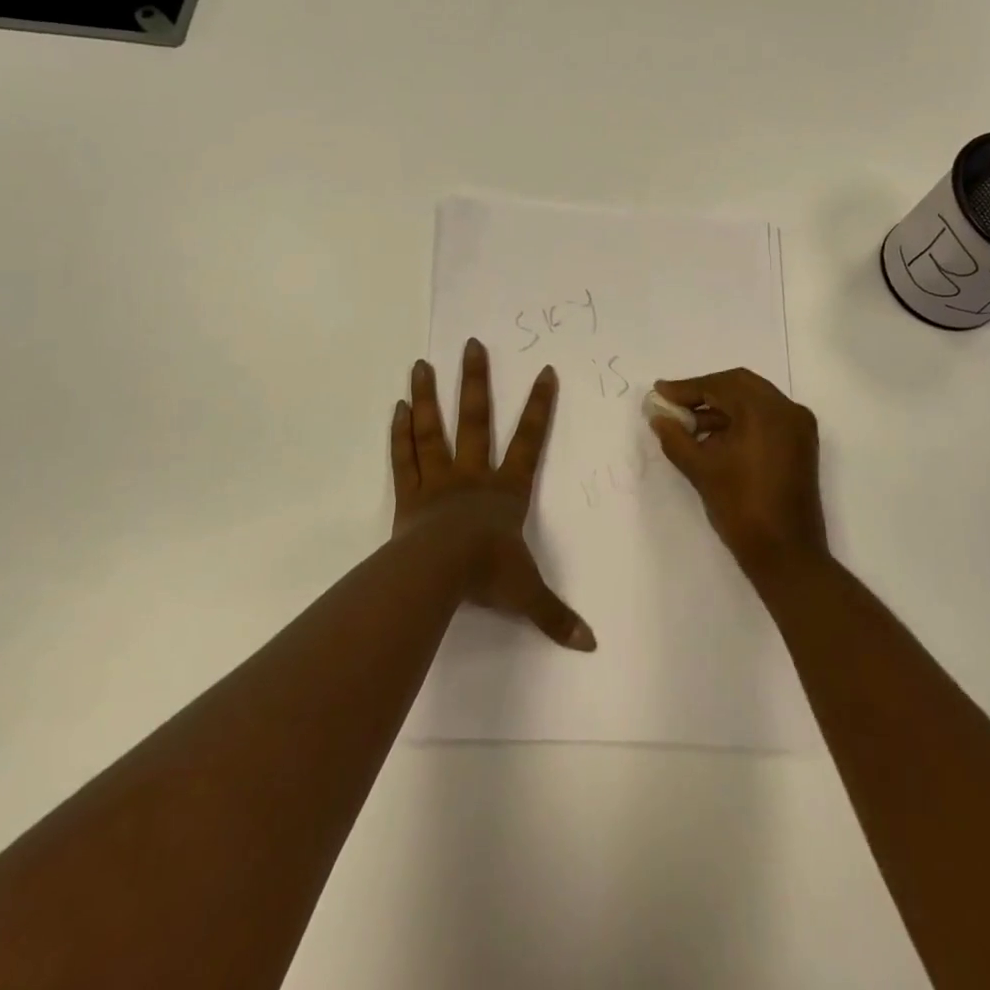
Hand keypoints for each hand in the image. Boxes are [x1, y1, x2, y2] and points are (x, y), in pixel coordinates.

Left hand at [391, 339, 595, 650]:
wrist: (439, 574)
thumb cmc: (487, 574)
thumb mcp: (527, 594)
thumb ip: (556, 615)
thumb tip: (591, 645)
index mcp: (505, 491)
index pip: (529, 441)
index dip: (540, 407)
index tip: (545, 372)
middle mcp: (473, 475)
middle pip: (476, 419)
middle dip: (476, 381)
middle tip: (471, 344)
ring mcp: (438, 480)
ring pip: (433, 429)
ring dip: (427, 395)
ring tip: (421, 363)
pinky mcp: (409, 494)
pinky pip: (405, 457)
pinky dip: (400, 433)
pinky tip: (397, 407)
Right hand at [649, 368, 826, 576]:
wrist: (786, 555)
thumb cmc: (741, 507)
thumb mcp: (700, 469)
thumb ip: (675, 437)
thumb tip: (658, 416)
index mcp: (766, 411)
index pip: (720, 385)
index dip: (686, 388)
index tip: (660, 392)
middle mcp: (787, 410)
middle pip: (739, 385)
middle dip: (704, 392)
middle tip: (674, 403)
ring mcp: (798, 427)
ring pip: (753, 401)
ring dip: (721, 407)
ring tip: (687, 424)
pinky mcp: (800, 445)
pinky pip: (765, 418)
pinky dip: (739, 421)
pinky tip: (712, 437)